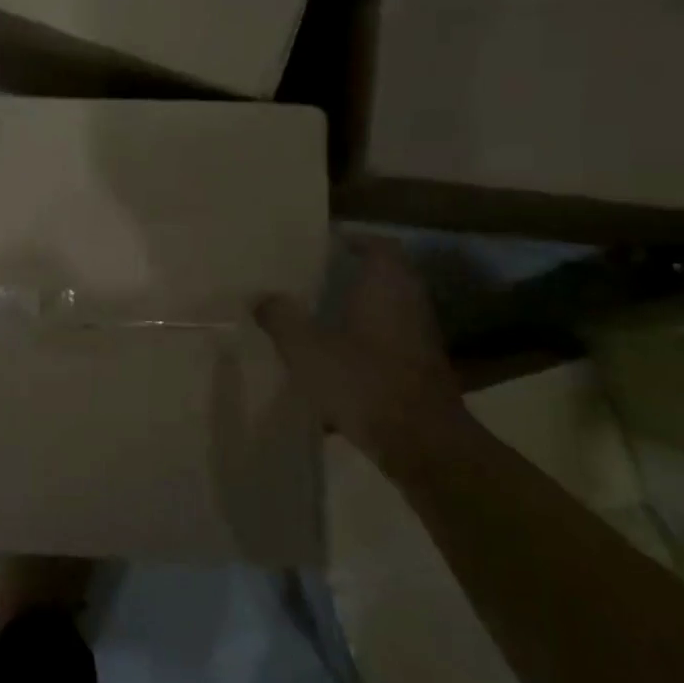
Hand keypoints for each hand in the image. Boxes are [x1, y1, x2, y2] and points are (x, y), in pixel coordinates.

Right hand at [256, 236, 461, 464]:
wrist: (422, 443)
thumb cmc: (363, 381)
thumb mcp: (306, 349)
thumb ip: (281, 318)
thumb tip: (262, 298)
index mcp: (386, 286)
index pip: (379, 245)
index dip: (354, 239)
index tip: (326, 243)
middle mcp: (409, 304)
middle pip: (386, 276)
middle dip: (353, 274)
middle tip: (315, 277)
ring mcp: (420, 338)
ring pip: (388, 310)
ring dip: (360, 309)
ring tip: (321, 315)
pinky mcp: (421, 369)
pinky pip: (390, 341)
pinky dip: (367, 341)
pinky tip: (338, 360)